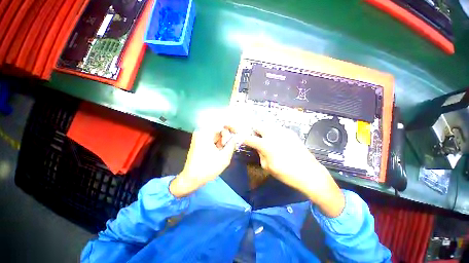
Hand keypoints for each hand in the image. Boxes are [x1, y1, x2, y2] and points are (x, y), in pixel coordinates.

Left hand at [170, 126, 237, 197]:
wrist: (191, 179)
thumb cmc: (208, 168)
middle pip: (219, 130)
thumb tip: (235, 137)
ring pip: (216, 135)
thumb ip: (232, 144)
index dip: (231, 128)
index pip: (222, 124)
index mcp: (205, 133)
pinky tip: (219, 152)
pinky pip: (212, 139)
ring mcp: (199, 137)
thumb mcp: (224, 157)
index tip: (237, 135)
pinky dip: (217, 144)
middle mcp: (201, 132)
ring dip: (222, 142)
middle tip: (230, 147)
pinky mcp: (199, 142)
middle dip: (226, 138)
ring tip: (224, 152)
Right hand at [244, 124, 344, 216]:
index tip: (240, 138)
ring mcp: (283, 131)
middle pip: (259, 125)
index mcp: (266, 144)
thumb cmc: (286, 173)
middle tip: (253, 135)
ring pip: (268, 125)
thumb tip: (258, 147)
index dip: (243, 138)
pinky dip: (273, 131)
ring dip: (263, 129)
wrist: (310, 173)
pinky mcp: (291, 133)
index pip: (250, 138)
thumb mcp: (268, 167)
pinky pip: (277, 128)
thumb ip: (260, 154)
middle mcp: (273, 134)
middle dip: (254, 129)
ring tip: (263, 136)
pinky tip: (275, 138)